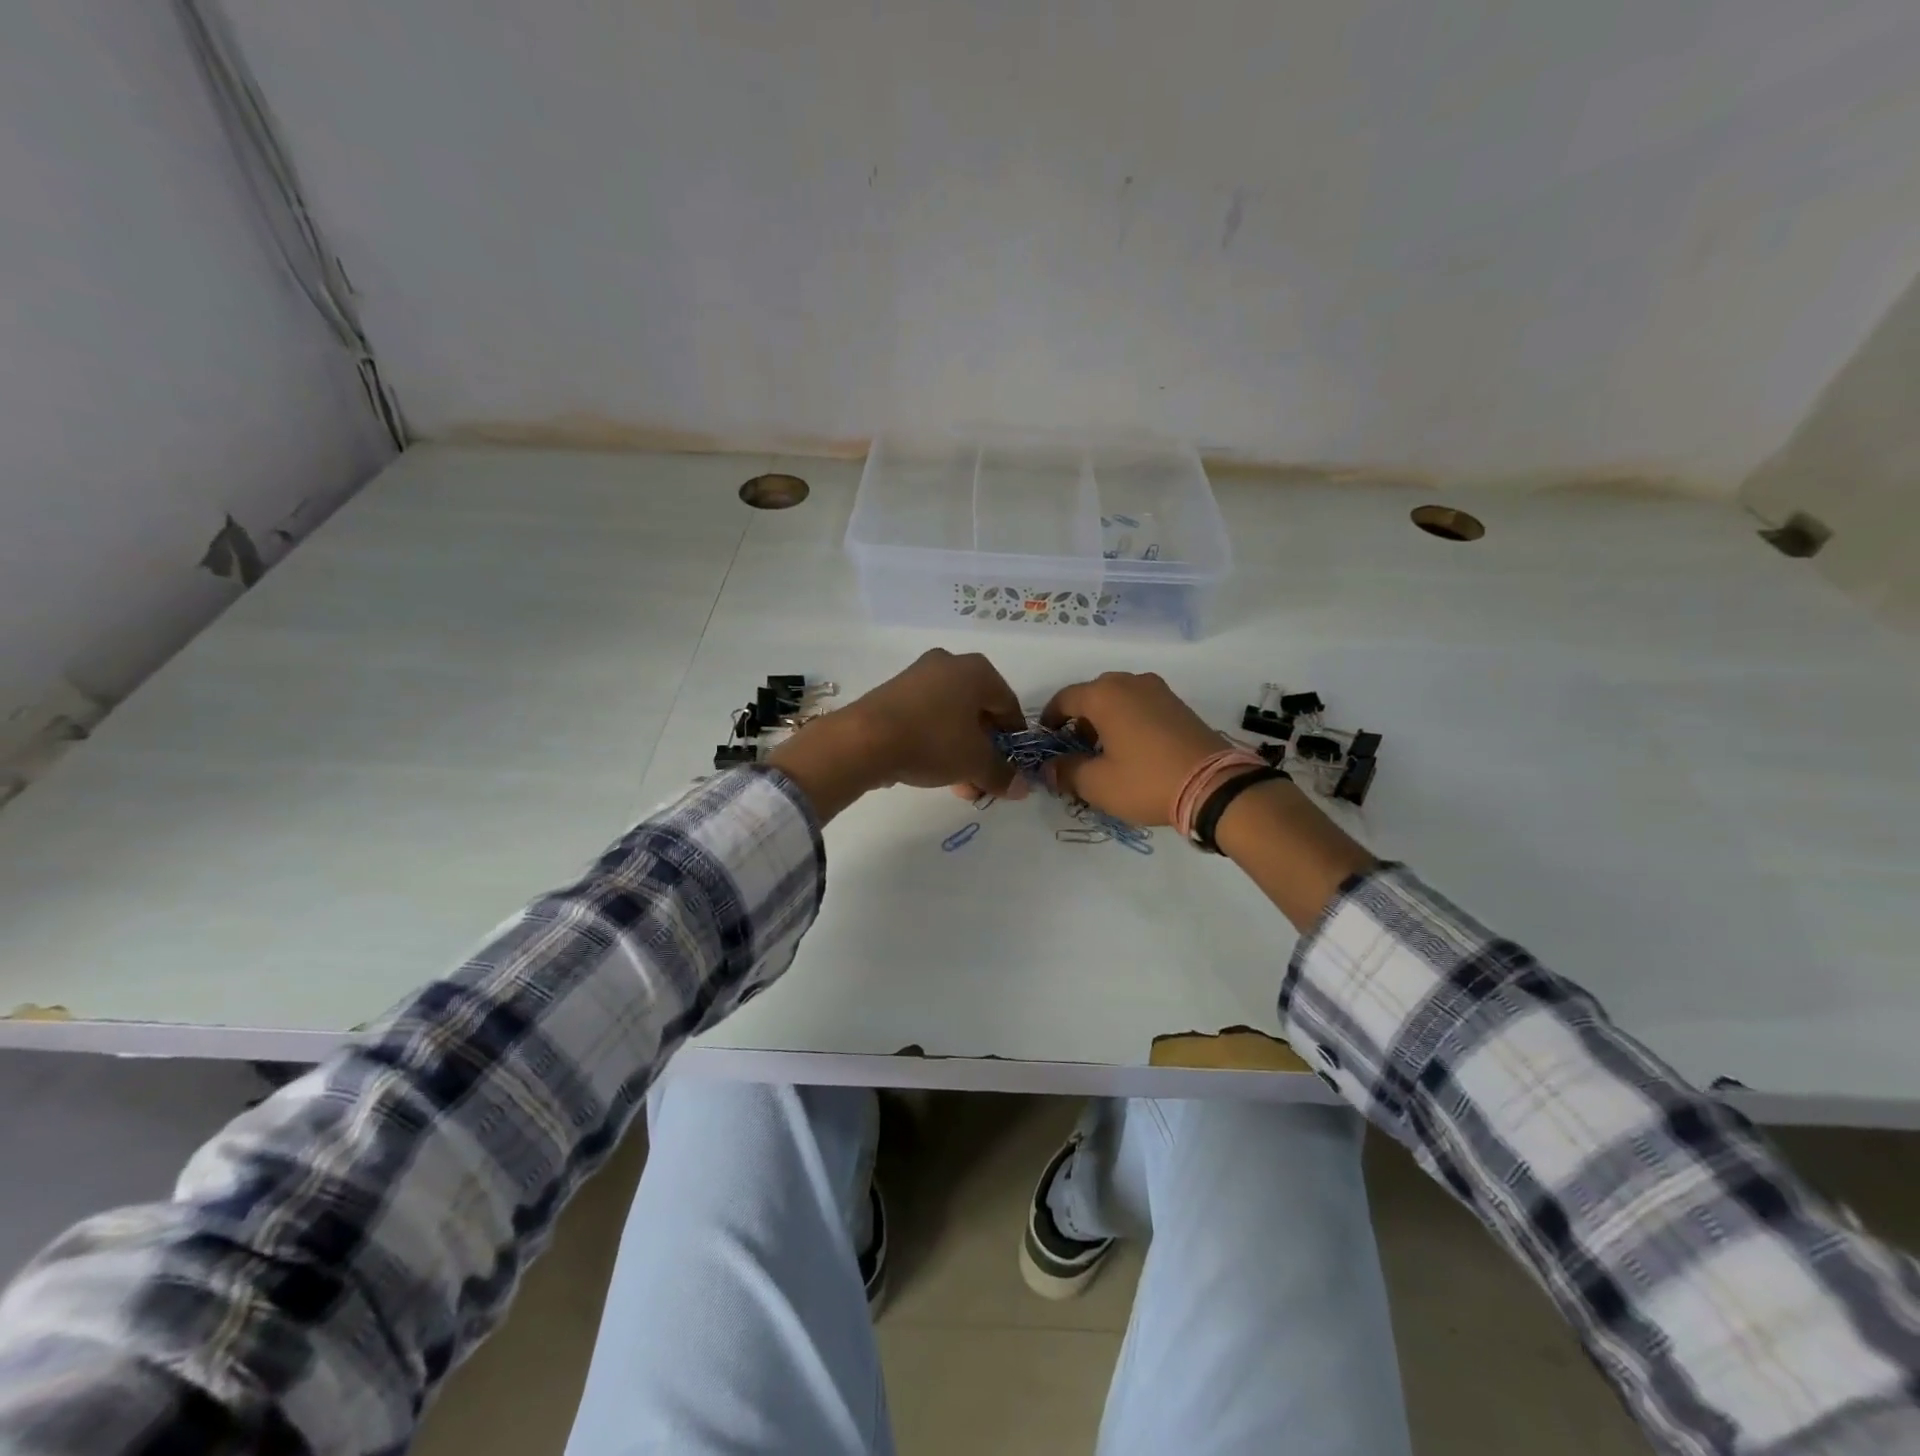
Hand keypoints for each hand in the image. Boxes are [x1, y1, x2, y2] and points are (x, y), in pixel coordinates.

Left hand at [769, 650, 1024, 820]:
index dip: (1014, 738)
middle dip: (984, 750)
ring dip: (960, 751)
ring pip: (951, 717)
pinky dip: (935, 742)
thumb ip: (1001, 774)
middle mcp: (948, 664)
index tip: (1012, 766)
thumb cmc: (932, 741)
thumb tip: (1021, 788)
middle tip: (984, 779)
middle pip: (978, 711)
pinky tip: (933, 771)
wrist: (863, 740)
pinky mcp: (892, 693)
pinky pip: (926, 718)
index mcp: (976, 670)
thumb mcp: (975, 762)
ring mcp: (917, 676)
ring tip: (960, 785)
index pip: (1008, 705)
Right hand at [1038, 672, 1224, 825]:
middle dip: (1078, 721)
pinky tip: (1132, 750)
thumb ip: (1066, 772)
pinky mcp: (1179, 704)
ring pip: (1118, 699)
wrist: (1215, 785)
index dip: (1049, 719)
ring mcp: (1158, 691)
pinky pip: (1141, 706)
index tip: (1046, 740)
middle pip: (1092, 696)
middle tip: (1075, 751)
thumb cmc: (1147, 780)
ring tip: (1104, 753)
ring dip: (1104, 721)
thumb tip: (1049, 769)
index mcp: (1104, 695)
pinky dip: (1128, 721)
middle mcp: (1130, 682)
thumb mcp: (1097, 784)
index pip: (1064, 699)